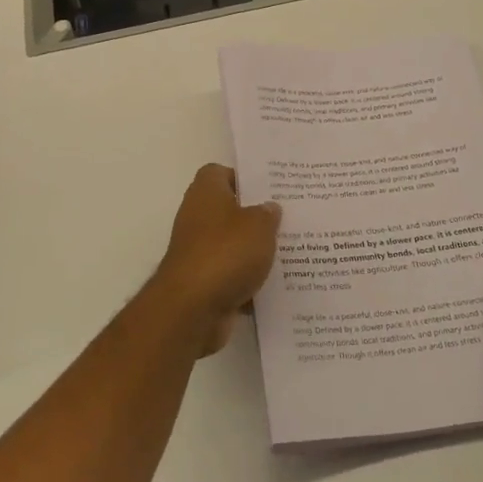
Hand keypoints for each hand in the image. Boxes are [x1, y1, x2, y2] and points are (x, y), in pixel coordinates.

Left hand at [148, 164, 281, 355]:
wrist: (192, 308)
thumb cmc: (225, 253)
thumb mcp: (259, 225)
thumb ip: (268, 214)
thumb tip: (269, 208)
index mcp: (206, 192)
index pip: (220, 173)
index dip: (244, 179)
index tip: (270, 190)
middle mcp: (197, 217)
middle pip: (229, 210)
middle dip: (256, 217)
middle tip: (288, 220)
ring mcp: (198, 251)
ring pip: (232, 245)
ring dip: (254, 251)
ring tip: (290, 252)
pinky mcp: (203, 282)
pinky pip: (231, 275)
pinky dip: (248, 281)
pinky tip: (276, 285)